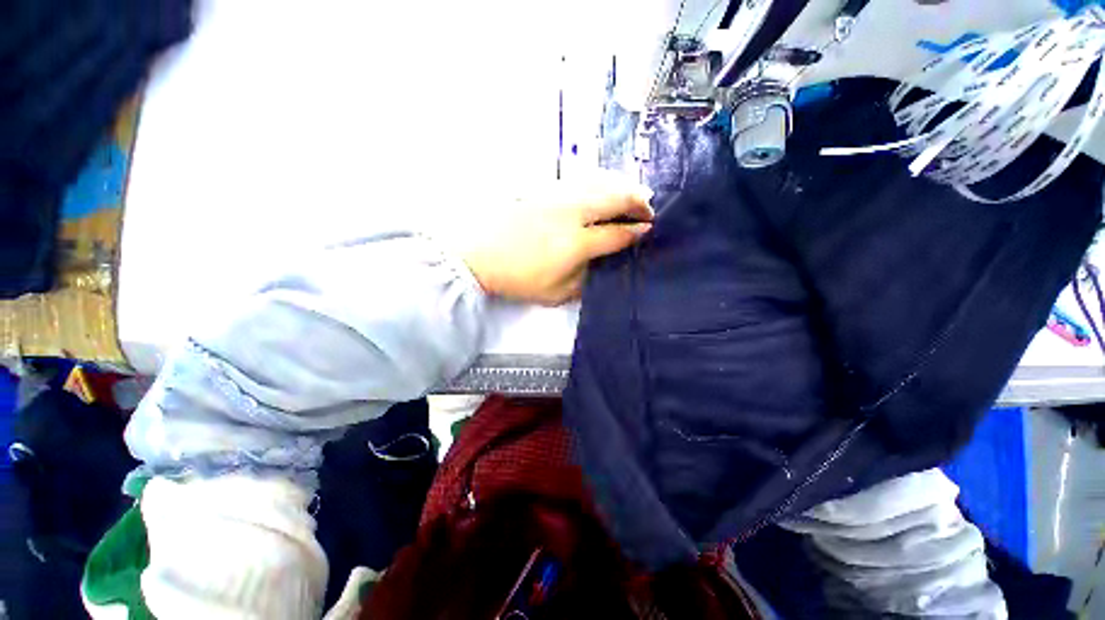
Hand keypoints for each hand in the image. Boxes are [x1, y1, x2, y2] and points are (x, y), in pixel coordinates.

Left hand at [458, 177, 653, 304]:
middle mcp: (572, 214)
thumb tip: (601, 266)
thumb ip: (584, 281)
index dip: (635, 231)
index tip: (647, 230)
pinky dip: (598, 182)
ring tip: (632, 194)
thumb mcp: (555, 293)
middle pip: (613, 199)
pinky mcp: (543, 190)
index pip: (616, 233)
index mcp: (577, 243)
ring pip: (597, 184)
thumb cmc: (518, 279)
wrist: (478, 256)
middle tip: (648, 208)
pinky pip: (579, 181)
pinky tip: (601, 187)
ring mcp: (556, 197)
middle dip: (636, 201)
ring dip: (619, 188)